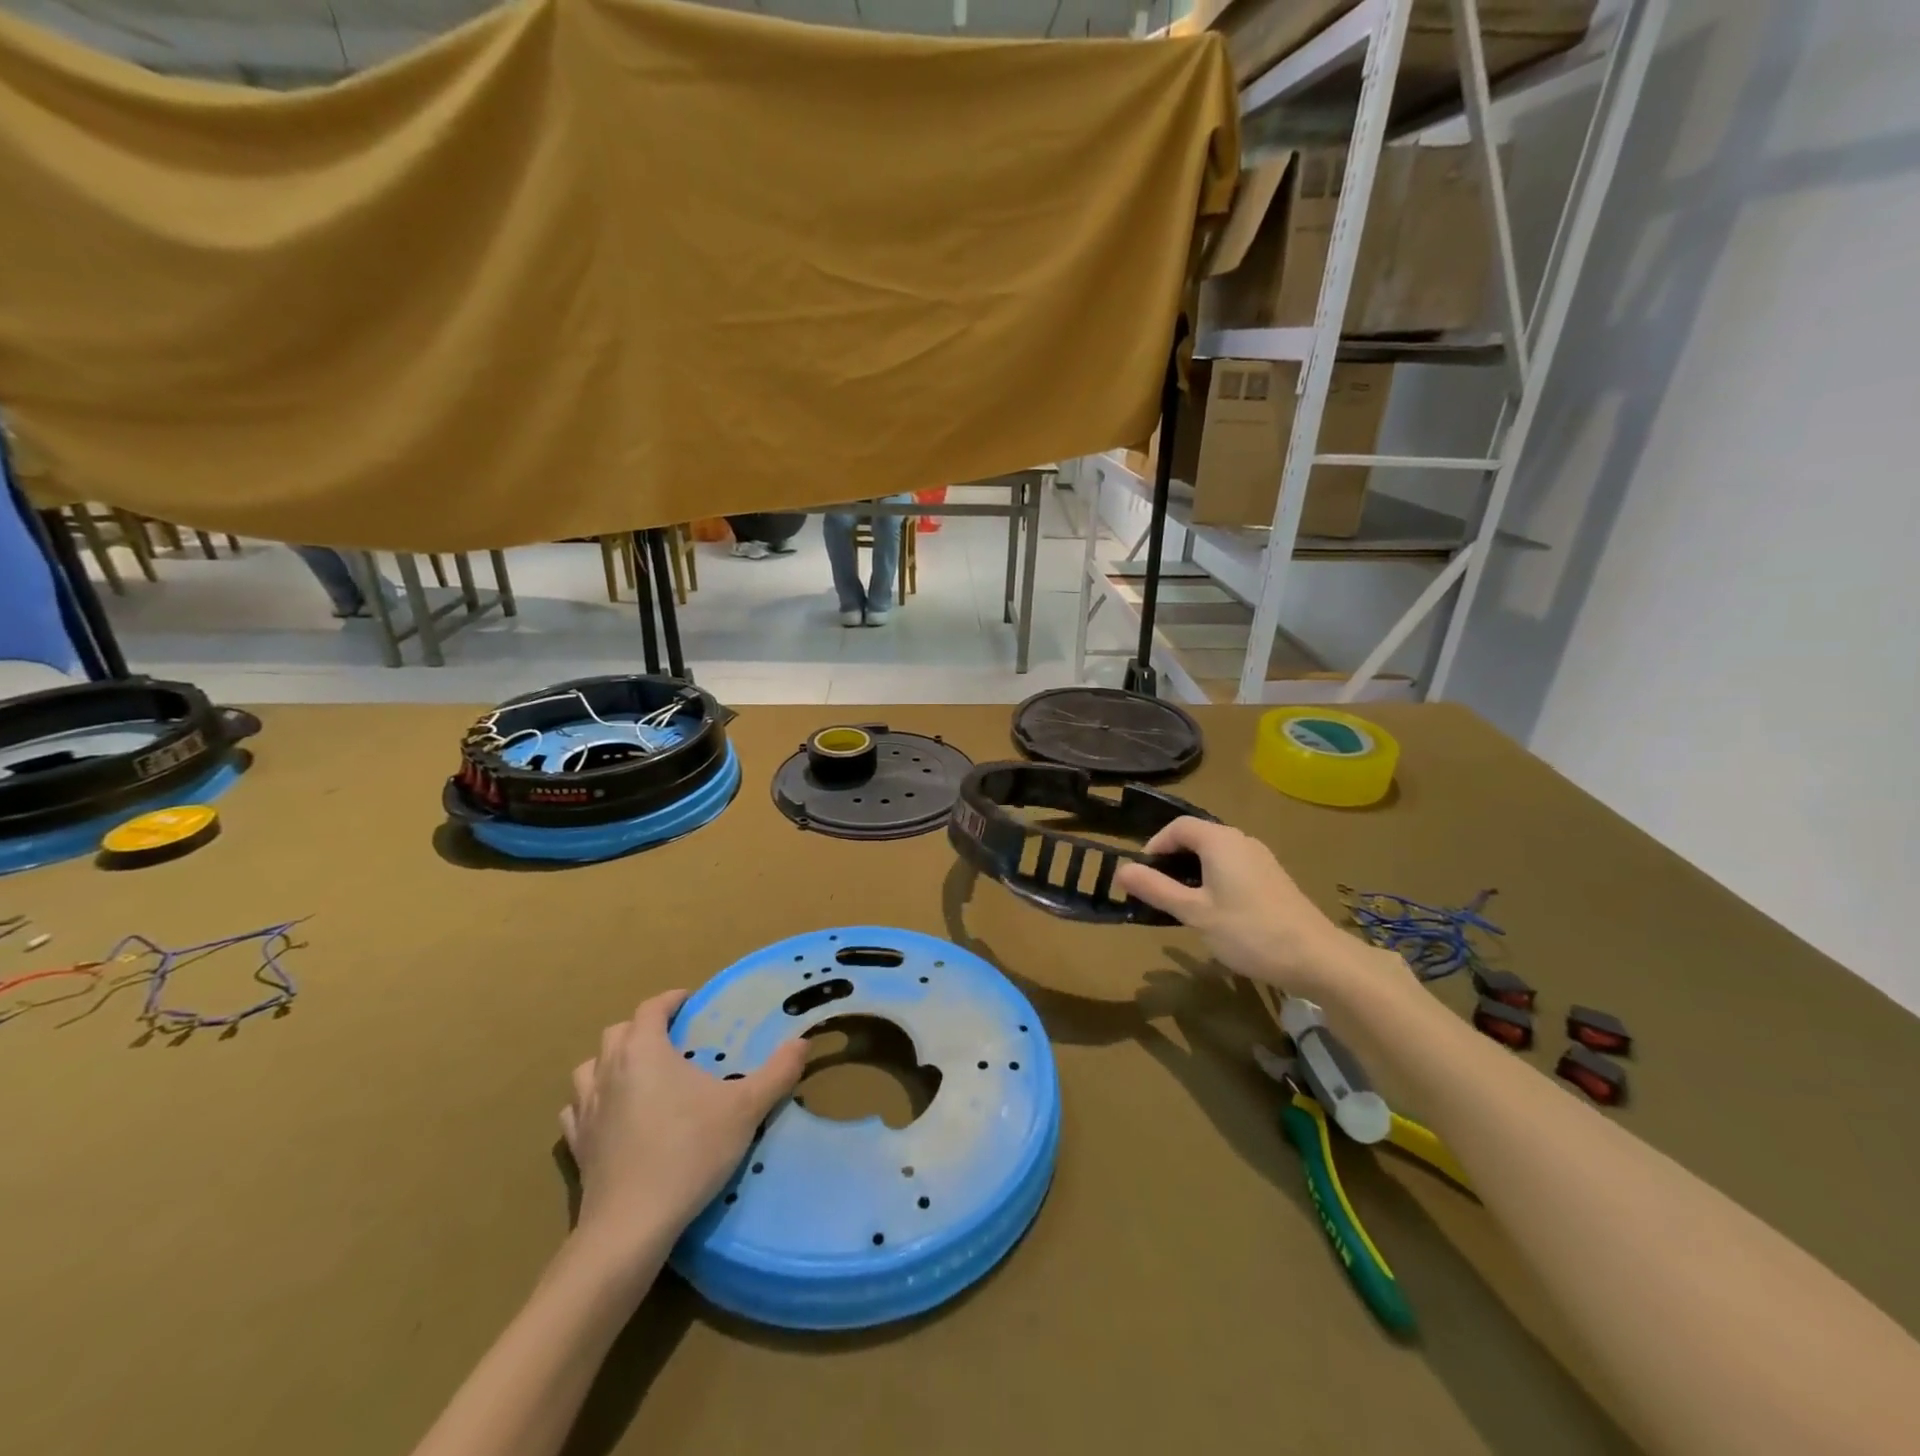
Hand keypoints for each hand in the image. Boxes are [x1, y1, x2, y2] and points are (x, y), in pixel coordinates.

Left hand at [560, 990, 804, 1273]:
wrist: (631, 1225)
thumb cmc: (690, 1152)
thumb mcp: (746, 1108)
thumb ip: (777, 1072)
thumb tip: (803, 1042)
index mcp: (645, 1051)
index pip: (651, 1008)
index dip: (670, 1000)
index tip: (689, 1002)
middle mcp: (609, 1070)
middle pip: (617, 1032)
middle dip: (643, 1027)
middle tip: (671, 1038)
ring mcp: (587, 1109)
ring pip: (589, 1067)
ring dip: (611, 1061)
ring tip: (638, 1072)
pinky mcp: (577, 1145)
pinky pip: (577, 1109)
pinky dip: (592, 1101)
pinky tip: (610, 1113)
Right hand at [1114, 817, 1392, 1003]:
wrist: (1316, 957)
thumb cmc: (1248, 931)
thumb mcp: (1194, 912)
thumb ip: (1156, 889)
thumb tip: (1121, 869)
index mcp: (1220, 841)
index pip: (1178, 826)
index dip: (1155, 844)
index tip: (1142, 873)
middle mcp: (1241, 840)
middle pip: (1198, 837)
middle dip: (1173, 858)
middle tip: (1157, 890)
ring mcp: (1261, 858)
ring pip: (1217, 853)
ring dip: (1194, 870)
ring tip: (1182, 902)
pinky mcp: (1273, 878)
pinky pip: (1234, 866)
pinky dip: (1215, 878)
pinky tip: (1215, 910)